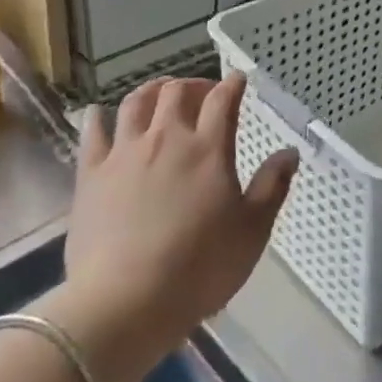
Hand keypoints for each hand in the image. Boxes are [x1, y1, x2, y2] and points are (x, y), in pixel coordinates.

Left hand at [40, 74, 297, 381]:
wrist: (125, 302)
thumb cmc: (199, 268)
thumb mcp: (252, 231)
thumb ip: (272, 186)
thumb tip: (290, 152)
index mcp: (208, 148)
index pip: (222, 100)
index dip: (232, 84)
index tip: (238, 79)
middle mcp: (166, 138)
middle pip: (177, 92)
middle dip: (193, 85)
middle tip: (202, 95)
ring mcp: (125, 153)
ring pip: (136, 103)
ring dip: (151, 91)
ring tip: (159, 96)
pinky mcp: (91, 174)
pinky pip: (92, 133)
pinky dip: (97, 117)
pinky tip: (99, 114)